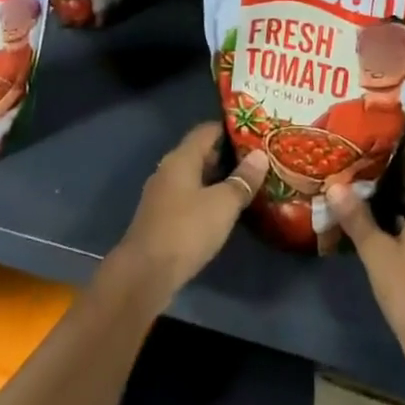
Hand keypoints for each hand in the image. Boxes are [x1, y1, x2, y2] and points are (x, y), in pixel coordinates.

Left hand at [105, 123, 267, 311]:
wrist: (145, 274)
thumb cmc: (186, 230)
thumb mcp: (222, 205)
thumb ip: (242, 179)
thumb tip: (260, 155)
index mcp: (181, 158)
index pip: (206, 131)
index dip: (229, 129)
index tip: (254, 133)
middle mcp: (168, 170)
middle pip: (199, 153)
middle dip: (226, 155)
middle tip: (256, 160)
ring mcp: (162, 194)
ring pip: (194, 177)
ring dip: (217, 179)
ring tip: (246, 184)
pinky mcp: (161, 218)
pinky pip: (188, 197)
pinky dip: (206, 198)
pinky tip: (223, 210)